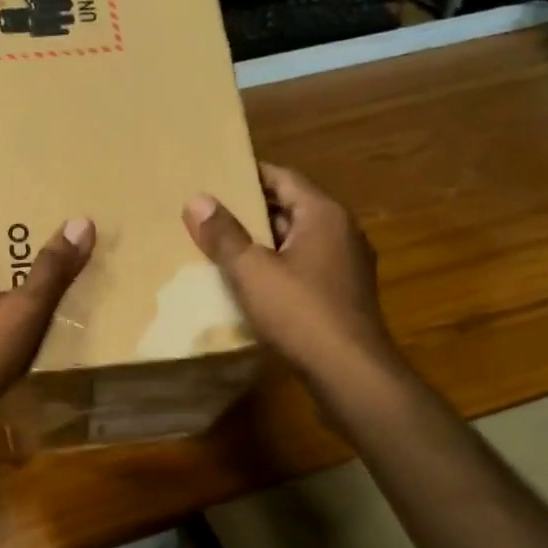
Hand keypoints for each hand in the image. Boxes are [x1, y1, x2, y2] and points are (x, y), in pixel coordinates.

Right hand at [183, 163, 397, 404]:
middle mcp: (343, 231)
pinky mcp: (346, 294)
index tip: (218, 176)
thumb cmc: (300, 313)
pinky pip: (307, 266)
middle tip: (213, 212)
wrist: (350, 372)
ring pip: (300, 239)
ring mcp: (349, 264)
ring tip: (225, 245)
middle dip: (253, 209)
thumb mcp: (251, 271)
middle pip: (292, 208)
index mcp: (324, 214)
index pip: (284, 178)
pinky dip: (281, 265)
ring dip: (266, 240)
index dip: (250, 174)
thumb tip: (197, 199)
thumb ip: (224, 235)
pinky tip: (255, 282)